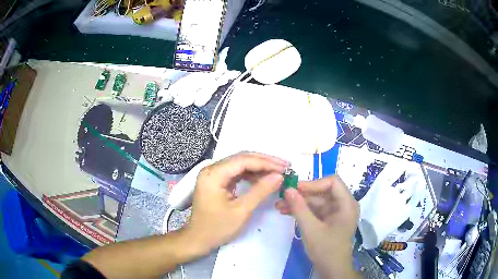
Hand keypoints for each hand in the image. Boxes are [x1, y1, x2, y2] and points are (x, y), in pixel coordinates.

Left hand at [183, 152, 286, 255]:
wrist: (198, 239)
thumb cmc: (218, 228)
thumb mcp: (242, 210)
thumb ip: (260, 191)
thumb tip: (279, 176)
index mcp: (214, 174)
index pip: (243, 160)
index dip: (266, 162)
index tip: (285, 167)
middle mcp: (211, 169)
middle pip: (241, 158)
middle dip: (264, 162)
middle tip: (285, 166)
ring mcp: (213, 174)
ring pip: (240, 164)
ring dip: (259, 167)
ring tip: (277, 172)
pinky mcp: (216, 181)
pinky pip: (236, 172)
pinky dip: (250, 174)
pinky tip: (263, 179)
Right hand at [275, 175, 359, 278]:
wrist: (331, 269)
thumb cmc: (326, 249)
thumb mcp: (311, 229)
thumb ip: (300, 208)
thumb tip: (287, 189)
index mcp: (347, 204)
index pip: (333, 182)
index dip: (314, 183)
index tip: (295, 189)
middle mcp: (343, 205)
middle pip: (322, 191)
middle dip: (302, 194)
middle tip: (282, 196)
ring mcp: (335, 213)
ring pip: (316, 201)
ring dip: (299, 203)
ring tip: (279, 205)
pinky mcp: (328, 220)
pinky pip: (315, 210)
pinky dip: (302, 211)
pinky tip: (286, 212)